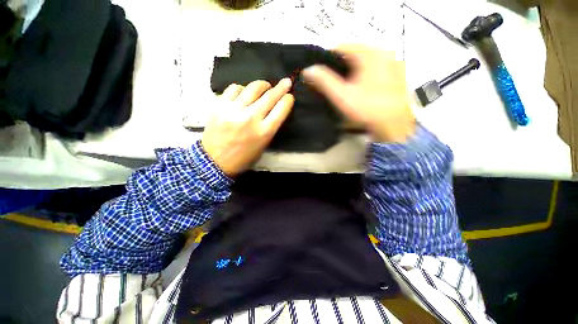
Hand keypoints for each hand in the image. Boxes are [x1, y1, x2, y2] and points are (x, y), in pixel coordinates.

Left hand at [201, 79, 293, 176]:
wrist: (215, 161)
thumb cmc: (244, 157)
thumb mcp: (263, 145)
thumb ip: (270, 126)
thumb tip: (275, 108)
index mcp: (264, 132)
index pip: (281, 109)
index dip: (287, 100)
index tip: (289, 96)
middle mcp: (251, 118)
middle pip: (270, 96)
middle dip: (281, 87)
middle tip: (286, 82)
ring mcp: (234, 110)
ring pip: (253, 88)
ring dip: (262, 85)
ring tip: (264, 86)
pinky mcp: (219, 105)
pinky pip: (235, 88)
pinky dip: (243, 88)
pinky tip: (244, 93)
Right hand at [302, 44, 414, 142]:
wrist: (394, 124)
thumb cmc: (367, 109)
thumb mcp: (342, 96)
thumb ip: (324, 81)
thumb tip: (308, 70)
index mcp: (370, 53)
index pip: (342, 47)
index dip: (327, 58)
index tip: (320, 72)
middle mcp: (383, 52)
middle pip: (353, 53)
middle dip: (339, 65)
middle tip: (331, 81)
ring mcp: (392, 61)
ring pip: (364, 60)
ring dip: (351, 69)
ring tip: (343, 85)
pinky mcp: (396, 72)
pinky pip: (374, 66)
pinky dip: (363, 73)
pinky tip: (359, 87)